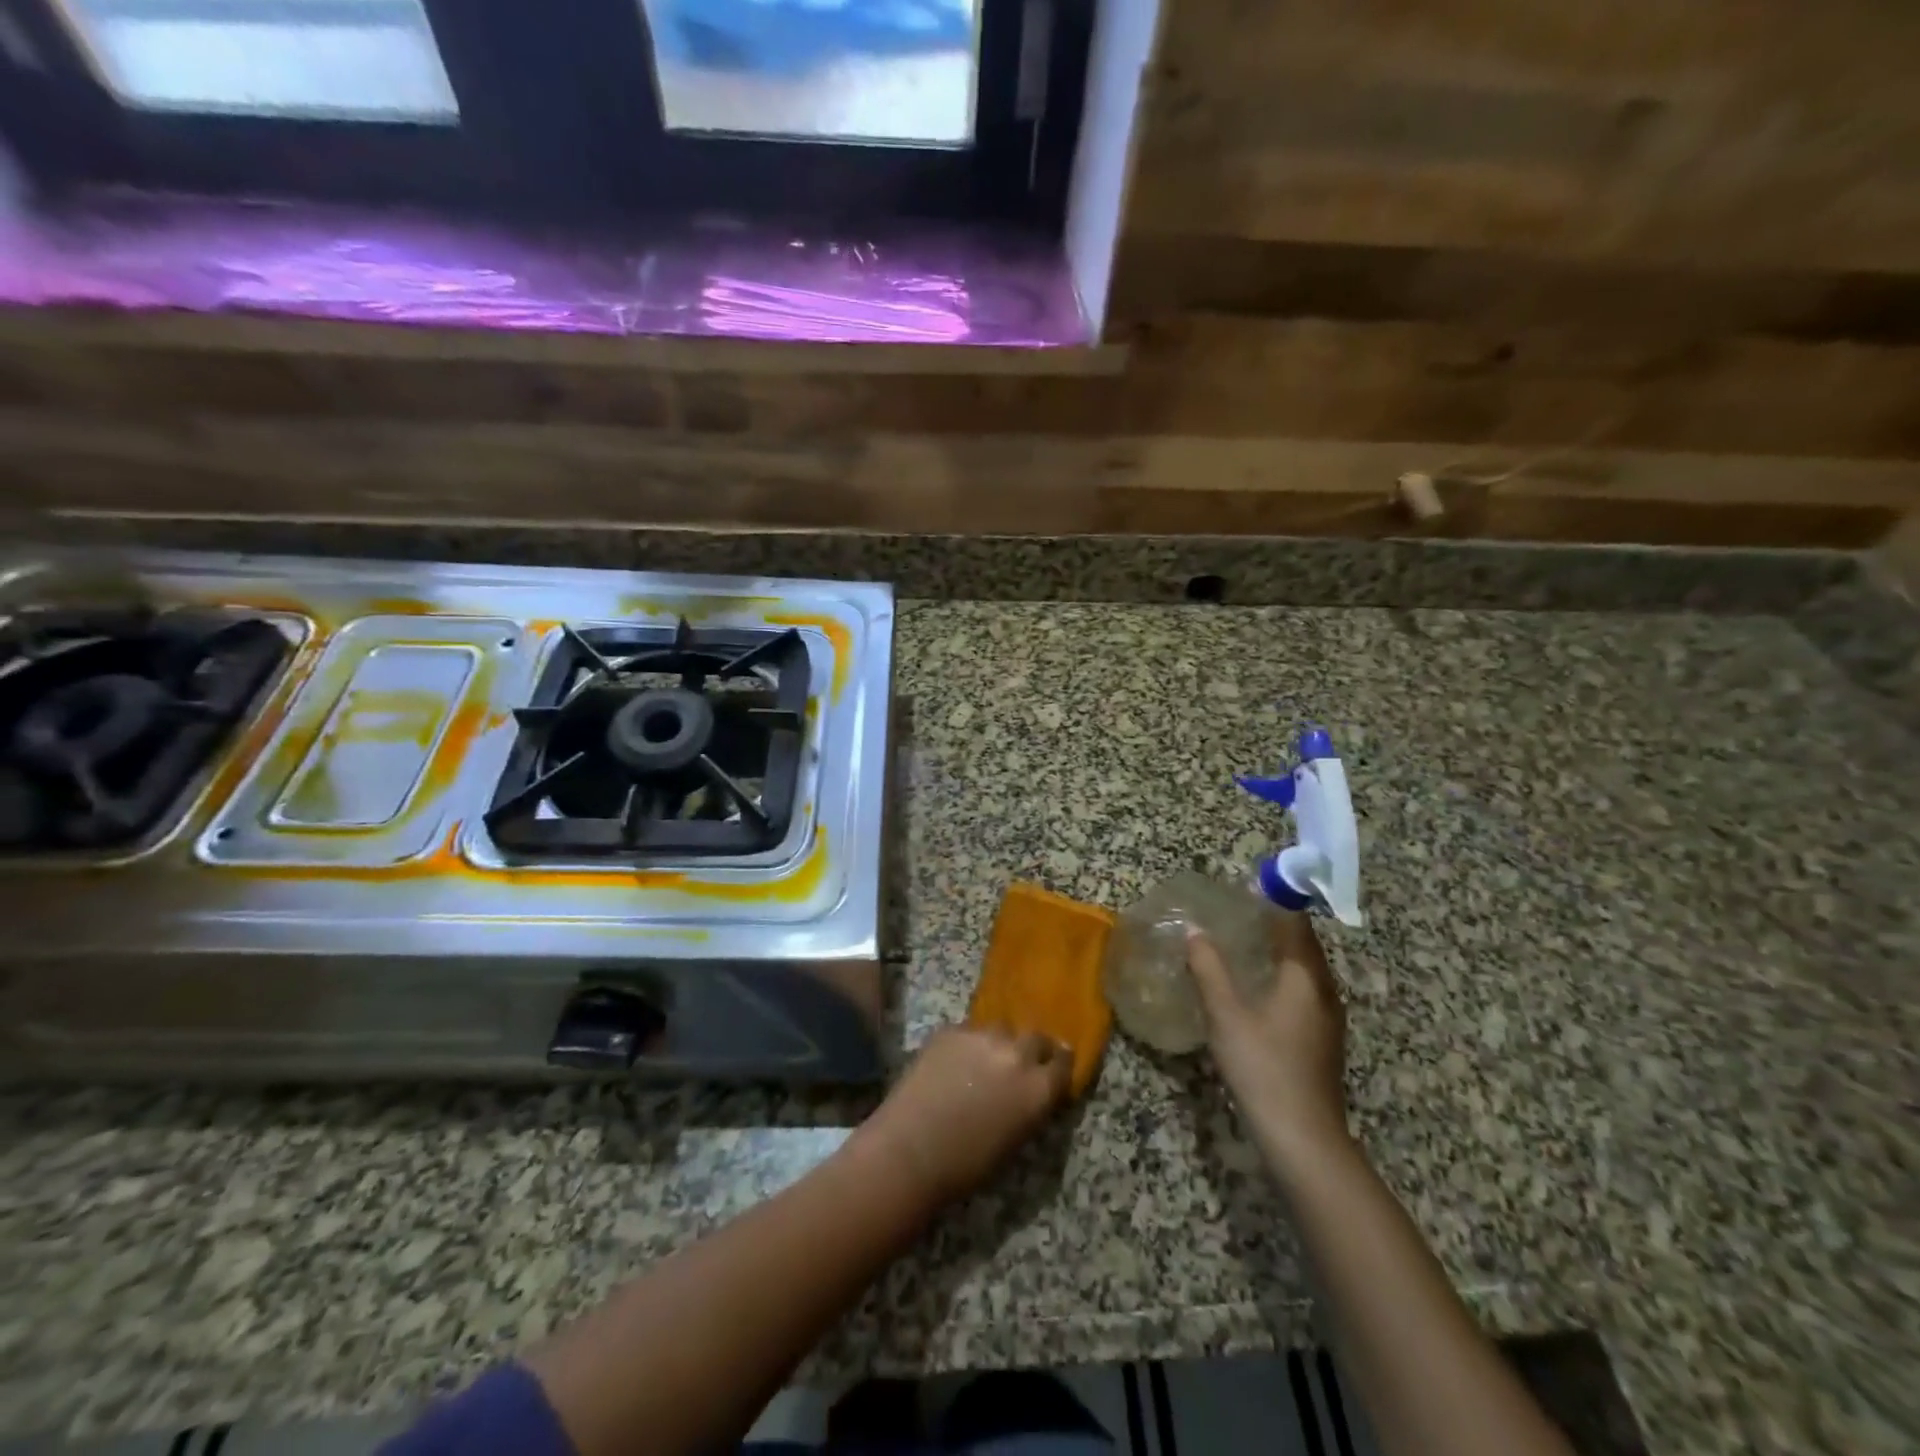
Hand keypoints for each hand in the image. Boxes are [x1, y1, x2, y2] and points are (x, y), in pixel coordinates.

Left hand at [858, 1025, 1071, 1205]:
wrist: (910, 1150)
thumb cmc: (966, 1166)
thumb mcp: (1016, 1141)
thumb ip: (1031, 1107)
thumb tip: (1033, 1092)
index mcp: (1039, 1088)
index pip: (1064, 1063)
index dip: (1058, 1066)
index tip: (1053, 1068)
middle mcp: (1017, 1054)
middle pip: (1036, 1038)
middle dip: (1032, 1049)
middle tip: (1018, 1065)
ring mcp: (983, 1036)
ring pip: (1001, 1030)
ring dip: (999, 1043)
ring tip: (982, 1062)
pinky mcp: (951, 1030)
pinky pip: (969, 1032)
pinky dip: (967, 1045)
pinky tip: (952, 1064)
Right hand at [1186, 914, 1350, 1177]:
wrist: (1302, 1138)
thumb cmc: (1263, 1067)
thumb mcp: (1226, 1015)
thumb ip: (1209, 970)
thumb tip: (1195, 933)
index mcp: (1305, 978)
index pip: (1295, 925)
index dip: (1276, 902)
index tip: (1251, 885)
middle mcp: (1323, 992)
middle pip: (1304, 947)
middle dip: (1276, 926)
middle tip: (1240, 911)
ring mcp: (1327, 1020)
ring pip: (1305, 972)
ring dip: (1279, 953)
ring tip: (1244, 943)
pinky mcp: (1321, 1042)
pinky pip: (1302, 993)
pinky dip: (1281, 978)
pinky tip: (1256, 990)